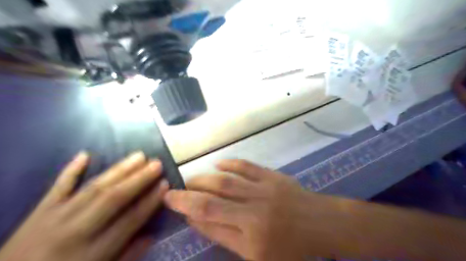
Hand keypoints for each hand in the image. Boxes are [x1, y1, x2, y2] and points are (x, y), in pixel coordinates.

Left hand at [0, 151, 169, 260]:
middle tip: (156, 163)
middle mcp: (75, 231)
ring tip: (139, 156)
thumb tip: (151, 236)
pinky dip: (71, 170)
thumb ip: (127, 257)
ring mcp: (55, 218)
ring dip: (118, 170)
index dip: (150, 201)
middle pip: (112, 199)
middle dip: (138, 179)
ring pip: (93, 188)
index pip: (129, 220)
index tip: (165, 185)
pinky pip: (57, 187)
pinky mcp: (39, 211)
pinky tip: (84, 154)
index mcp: (92, 253)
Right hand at [164, 160, 339, 259]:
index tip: (171, 203)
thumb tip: (199, 220)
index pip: (210, 222)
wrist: (321, 224)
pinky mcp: (272, 176)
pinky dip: (230, 164)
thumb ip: (227, 237)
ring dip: (204, 178)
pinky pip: (247, 166)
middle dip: (188, 193)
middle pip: (213, 200)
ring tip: (191, 178)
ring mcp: (264, 190)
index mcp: (251, 238)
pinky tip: (218, 165)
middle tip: (175, 189)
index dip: (187, 211)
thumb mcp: (258, 256)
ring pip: (226, 181)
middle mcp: (254, 212)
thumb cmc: (291, 247)